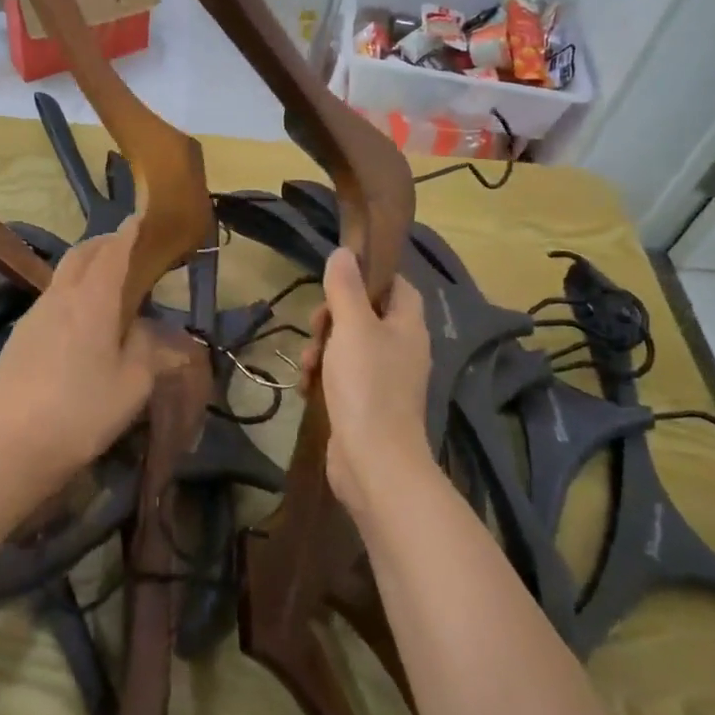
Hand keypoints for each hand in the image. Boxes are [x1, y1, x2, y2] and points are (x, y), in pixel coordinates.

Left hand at [0, 220, 175, 490]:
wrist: (16, 443)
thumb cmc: (85, 410)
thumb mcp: (133, 384)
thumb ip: (148, 350)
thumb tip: (150, 329)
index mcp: (93, 302)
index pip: (113, 254)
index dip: (128, 234)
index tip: (139, 219)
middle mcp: (61, 298)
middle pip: (81, 255)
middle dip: (103, 243)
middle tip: (122, 244)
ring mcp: (34, 314)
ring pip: (61, 275)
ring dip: (83, 266)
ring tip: (102, 280)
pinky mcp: (19, 334)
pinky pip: (49, 298)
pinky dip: (68, 291)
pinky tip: (75, 318)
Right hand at [301, 249, 433, 517]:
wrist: (374, 463)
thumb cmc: (367, 385)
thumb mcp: (353, 327)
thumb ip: (346, 287)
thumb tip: (345, 252)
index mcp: (407, 325)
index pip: (395, 285)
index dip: (368, 277)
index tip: (337, 281)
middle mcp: (400, 349)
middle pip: (364, 315)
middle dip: (332, 318)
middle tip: (317, 327)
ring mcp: (384, 379)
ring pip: (346, 346)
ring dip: (321, 349)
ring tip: (308, 365)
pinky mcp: (365, 405)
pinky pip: (340, 377)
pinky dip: (323, 378)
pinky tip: (307, 388)